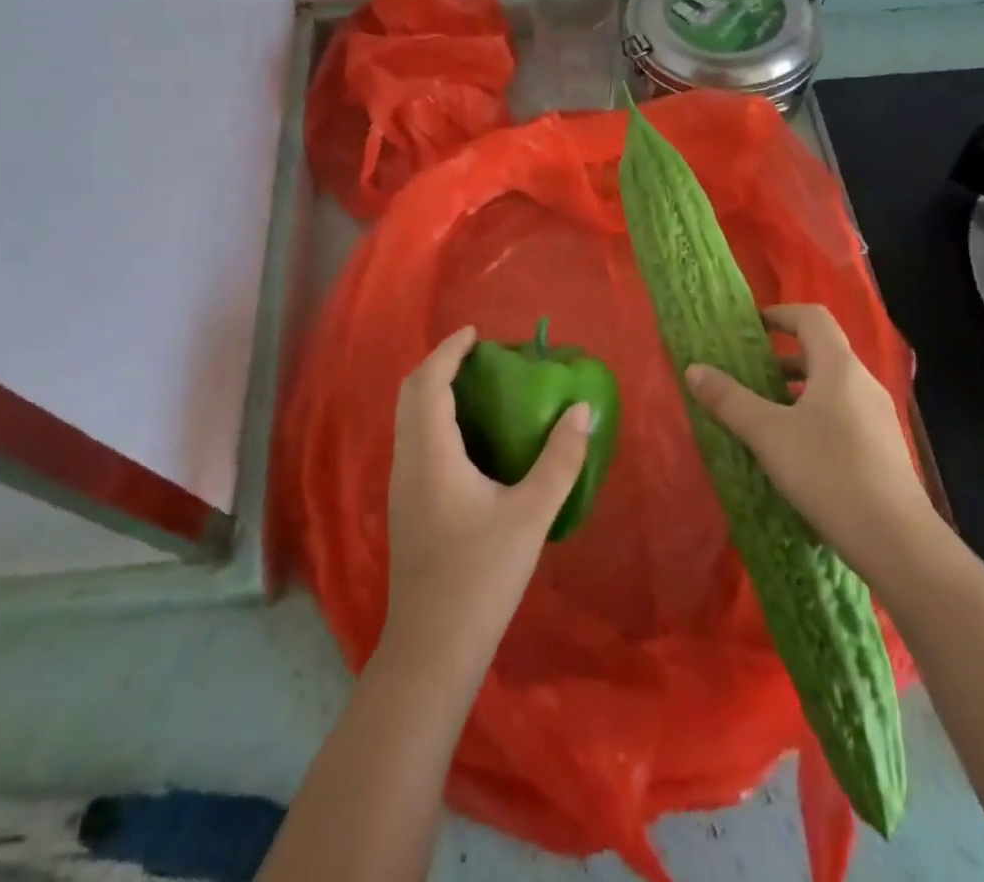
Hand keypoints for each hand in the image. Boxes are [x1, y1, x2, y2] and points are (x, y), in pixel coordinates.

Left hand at [382, 326, 592, 676]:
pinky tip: (468, 437)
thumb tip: (581, 410)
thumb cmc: (480, 577)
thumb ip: (559, 460)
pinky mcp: (406, 506)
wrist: (431, 649)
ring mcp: (402, 485)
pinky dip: (434, 418)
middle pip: (410, 394)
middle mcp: (408, 461)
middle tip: (478, 356)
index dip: (448, 351)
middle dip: (439, 365)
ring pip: (408, 418)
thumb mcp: (530, 515)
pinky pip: (414, 440)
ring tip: (477, 387)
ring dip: (435, 391)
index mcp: (431, 454)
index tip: (475, 333)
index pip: (429, 382)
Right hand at [686, 304, 934, 584]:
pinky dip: (812, 416)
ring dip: (795, 391)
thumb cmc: (828, 473)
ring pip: (830, 387)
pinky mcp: (882, 449)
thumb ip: (729, 399)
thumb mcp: (767, 434)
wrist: (898, 543)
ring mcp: (877, 417)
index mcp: (838, 367)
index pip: (811, 317)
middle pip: (820, 352)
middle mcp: (862, 383)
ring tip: (762, 416)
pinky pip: (841, 415)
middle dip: (780, 359)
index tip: (749, 327)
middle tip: (745, 375)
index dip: (779, 314)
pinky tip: (792, 452)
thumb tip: (693, 368)